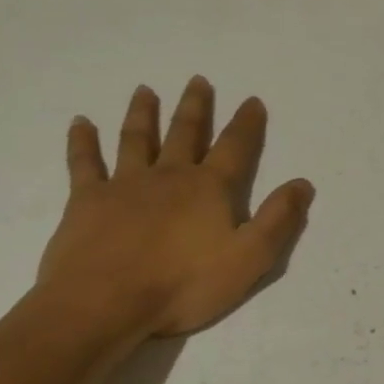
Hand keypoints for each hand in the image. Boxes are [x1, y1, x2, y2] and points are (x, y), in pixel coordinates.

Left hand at [35, 78, 312, 344]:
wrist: (104, 303)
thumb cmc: (183, 285)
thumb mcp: (249, 259)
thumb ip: (278, 220)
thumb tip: (302, 183)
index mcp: (209, 189)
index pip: (235, 147)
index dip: (246, 124)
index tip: (252, 100)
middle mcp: (169, 176)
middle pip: (185, 133)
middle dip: (195, 107)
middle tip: (198, 80)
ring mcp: (124, 184)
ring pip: (137, 139)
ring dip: (143, 113)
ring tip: (145, 91)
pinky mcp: (87, 200)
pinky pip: (85, 163)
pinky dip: (83, 141)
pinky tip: (80, 123)